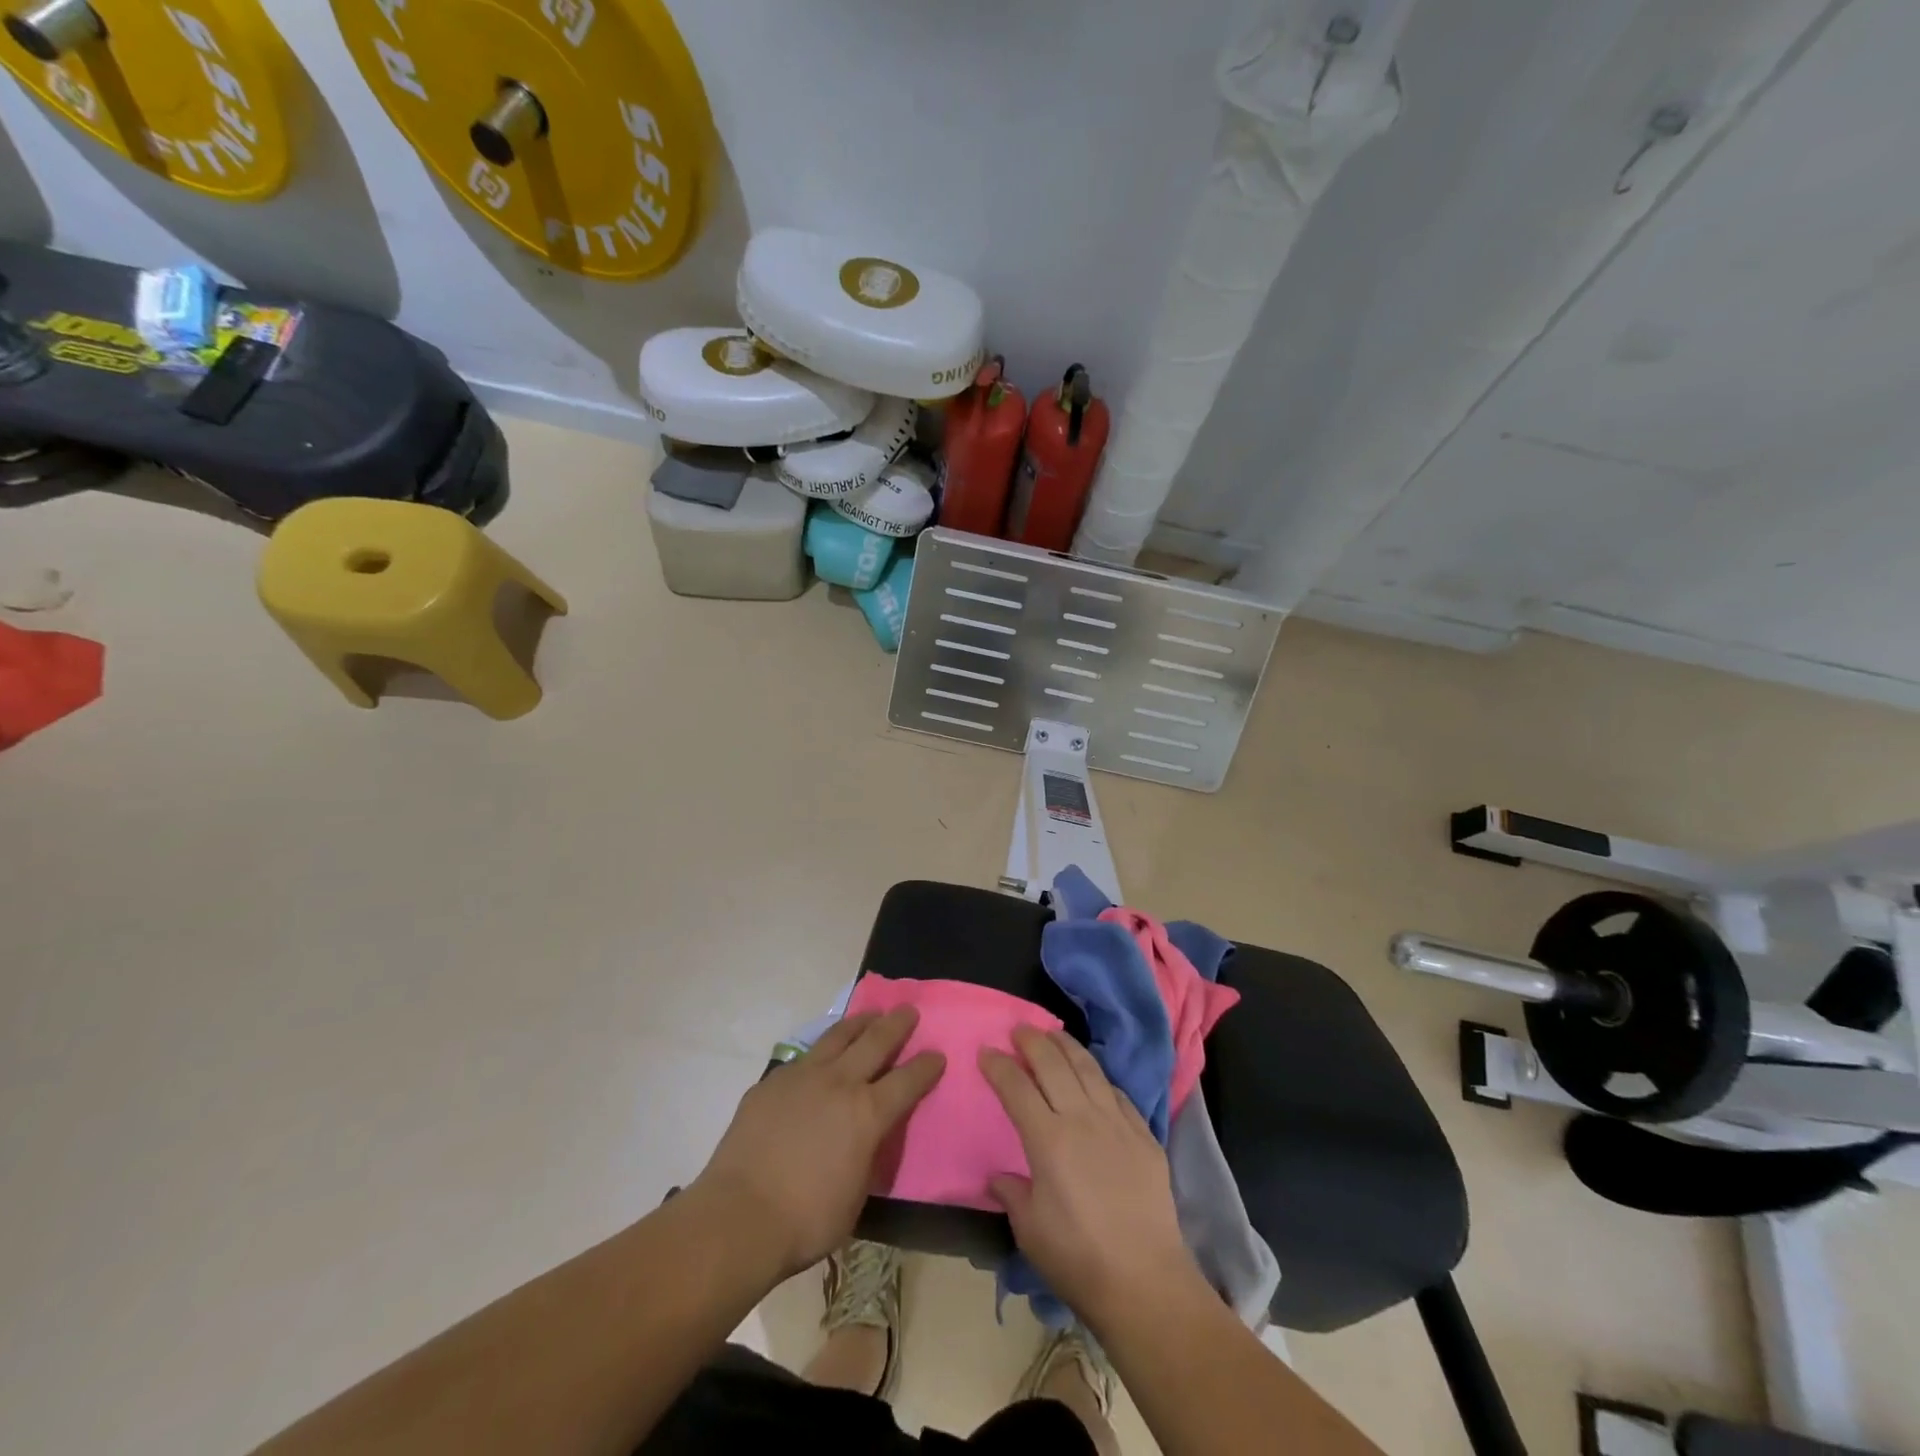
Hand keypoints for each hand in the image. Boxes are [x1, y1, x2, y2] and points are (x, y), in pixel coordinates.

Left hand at [695, 1008, 944, 1279]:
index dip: (926, 1066)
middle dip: (897, 1024)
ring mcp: (802, 1077)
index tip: (938, 1054)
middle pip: (876, 1041)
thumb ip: (867, 1156)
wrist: (739, 1216)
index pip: (907, 1080)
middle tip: (909, 1010)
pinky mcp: (771, 1082)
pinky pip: (804, 1058)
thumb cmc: (806, 1220)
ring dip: (859, 1023)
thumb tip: (866, 1139)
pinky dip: (821, 1051)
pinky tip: (820, 1058)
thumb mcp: (856, 1195)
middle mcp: (839, 1083)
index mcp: (867, 1113)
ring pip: (838, 1036)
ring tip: (871, 1016)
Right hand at [981, 1026, 1202, 1326]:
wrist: (1145, 1281)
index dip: (998, 1065)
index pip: (1016, 1087)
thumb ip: (1012, 1194)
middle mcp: (1081, 1119)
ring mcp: (1116, 1123)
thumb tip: (999, 1177)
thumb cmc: (1078, 1259)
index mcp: (1048, 1140)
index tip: (986, 1051)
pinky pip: (1117, 1092)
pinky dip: (1099, 1076)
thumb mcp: (1030, 1231)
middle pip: (1053, 1064)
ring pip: (1088, 1068)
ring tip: (1053, 1033)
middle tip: (1019, 1029)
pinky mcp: (1144, 1135)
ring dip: (1067, 1045)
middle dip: (1032, 1041)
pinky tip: (1093, 1074)